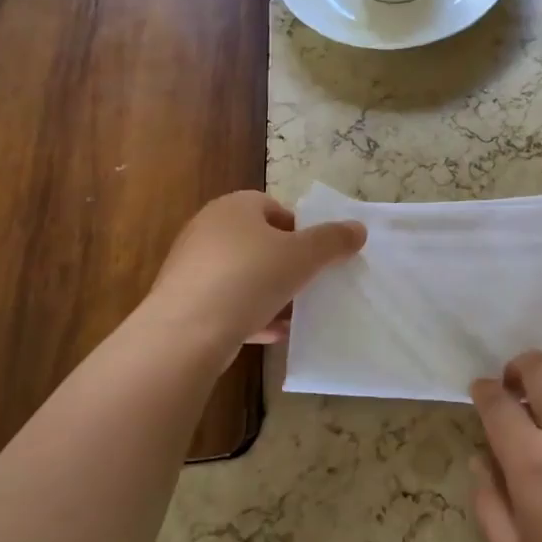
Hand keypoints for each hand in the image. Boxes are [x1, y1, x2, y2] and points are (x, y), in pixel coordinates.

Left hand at [142, 190, 365, 352]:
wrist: (185, 332)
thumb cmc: (249, 278)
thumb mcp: (303, 256)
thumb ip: (333, 240)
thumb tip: (358, 229)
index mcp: (235, 207)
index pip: (274, 207)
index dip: (299, 229)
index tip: (315, 255)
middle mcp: (208, 229)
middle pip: (259, 241)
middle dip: (286, 263)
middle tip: (308, 282)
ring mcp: (192, 266)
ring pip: (243, 275)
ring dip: (270, 292)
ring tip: (295, 312)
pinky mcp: (183, 301)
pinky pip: (226, 303)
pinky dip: (250, 314)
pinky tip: (272, 333)